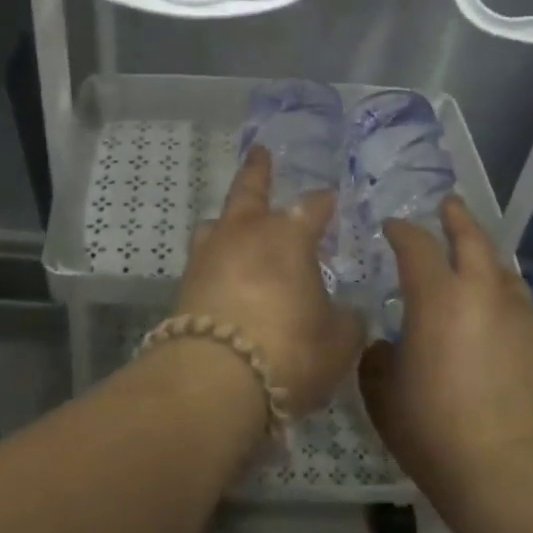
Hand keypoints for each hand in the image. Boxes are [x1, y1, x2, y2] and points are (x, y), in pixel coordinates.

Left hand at [176, 146, 363, 415]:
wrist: (215, 381)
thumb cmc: (289, 351)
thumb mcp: (338, 341)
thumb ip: (346, 320)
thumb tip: (346, 312)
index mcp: (289, 236)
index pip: (313, 207)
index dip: (324, 203)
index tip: (331, 201)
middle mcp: (246, 234)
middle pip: (251, 190)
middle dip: (258, 170)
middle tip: (260, 151)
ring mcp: (210, 256)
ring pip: (217, 221)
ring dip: (229, 216)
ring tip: (234, 219)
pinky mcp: (186, 284)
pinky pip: (204, 258)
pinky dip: (217, 258)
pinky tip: (223, 271)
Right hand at [359, 196, 532, 504]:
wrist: (510, 476)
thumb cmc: (433, 430)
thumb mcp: (383, 395)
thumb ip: (377, 360)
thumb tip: (385, 347)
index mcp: (438, 299)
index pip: (417, 245)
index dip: (403, 231)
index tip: (393, 227)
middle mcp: (485, 296)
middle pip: (474, 239)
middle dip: (459, 218)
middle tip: (450, 206)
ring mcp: (526, 321)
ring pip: (508, 277)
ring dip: (489, 266)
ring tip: (480, 270)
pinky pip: (527, 322)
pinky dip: (510, 320)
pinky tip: (503, 345)